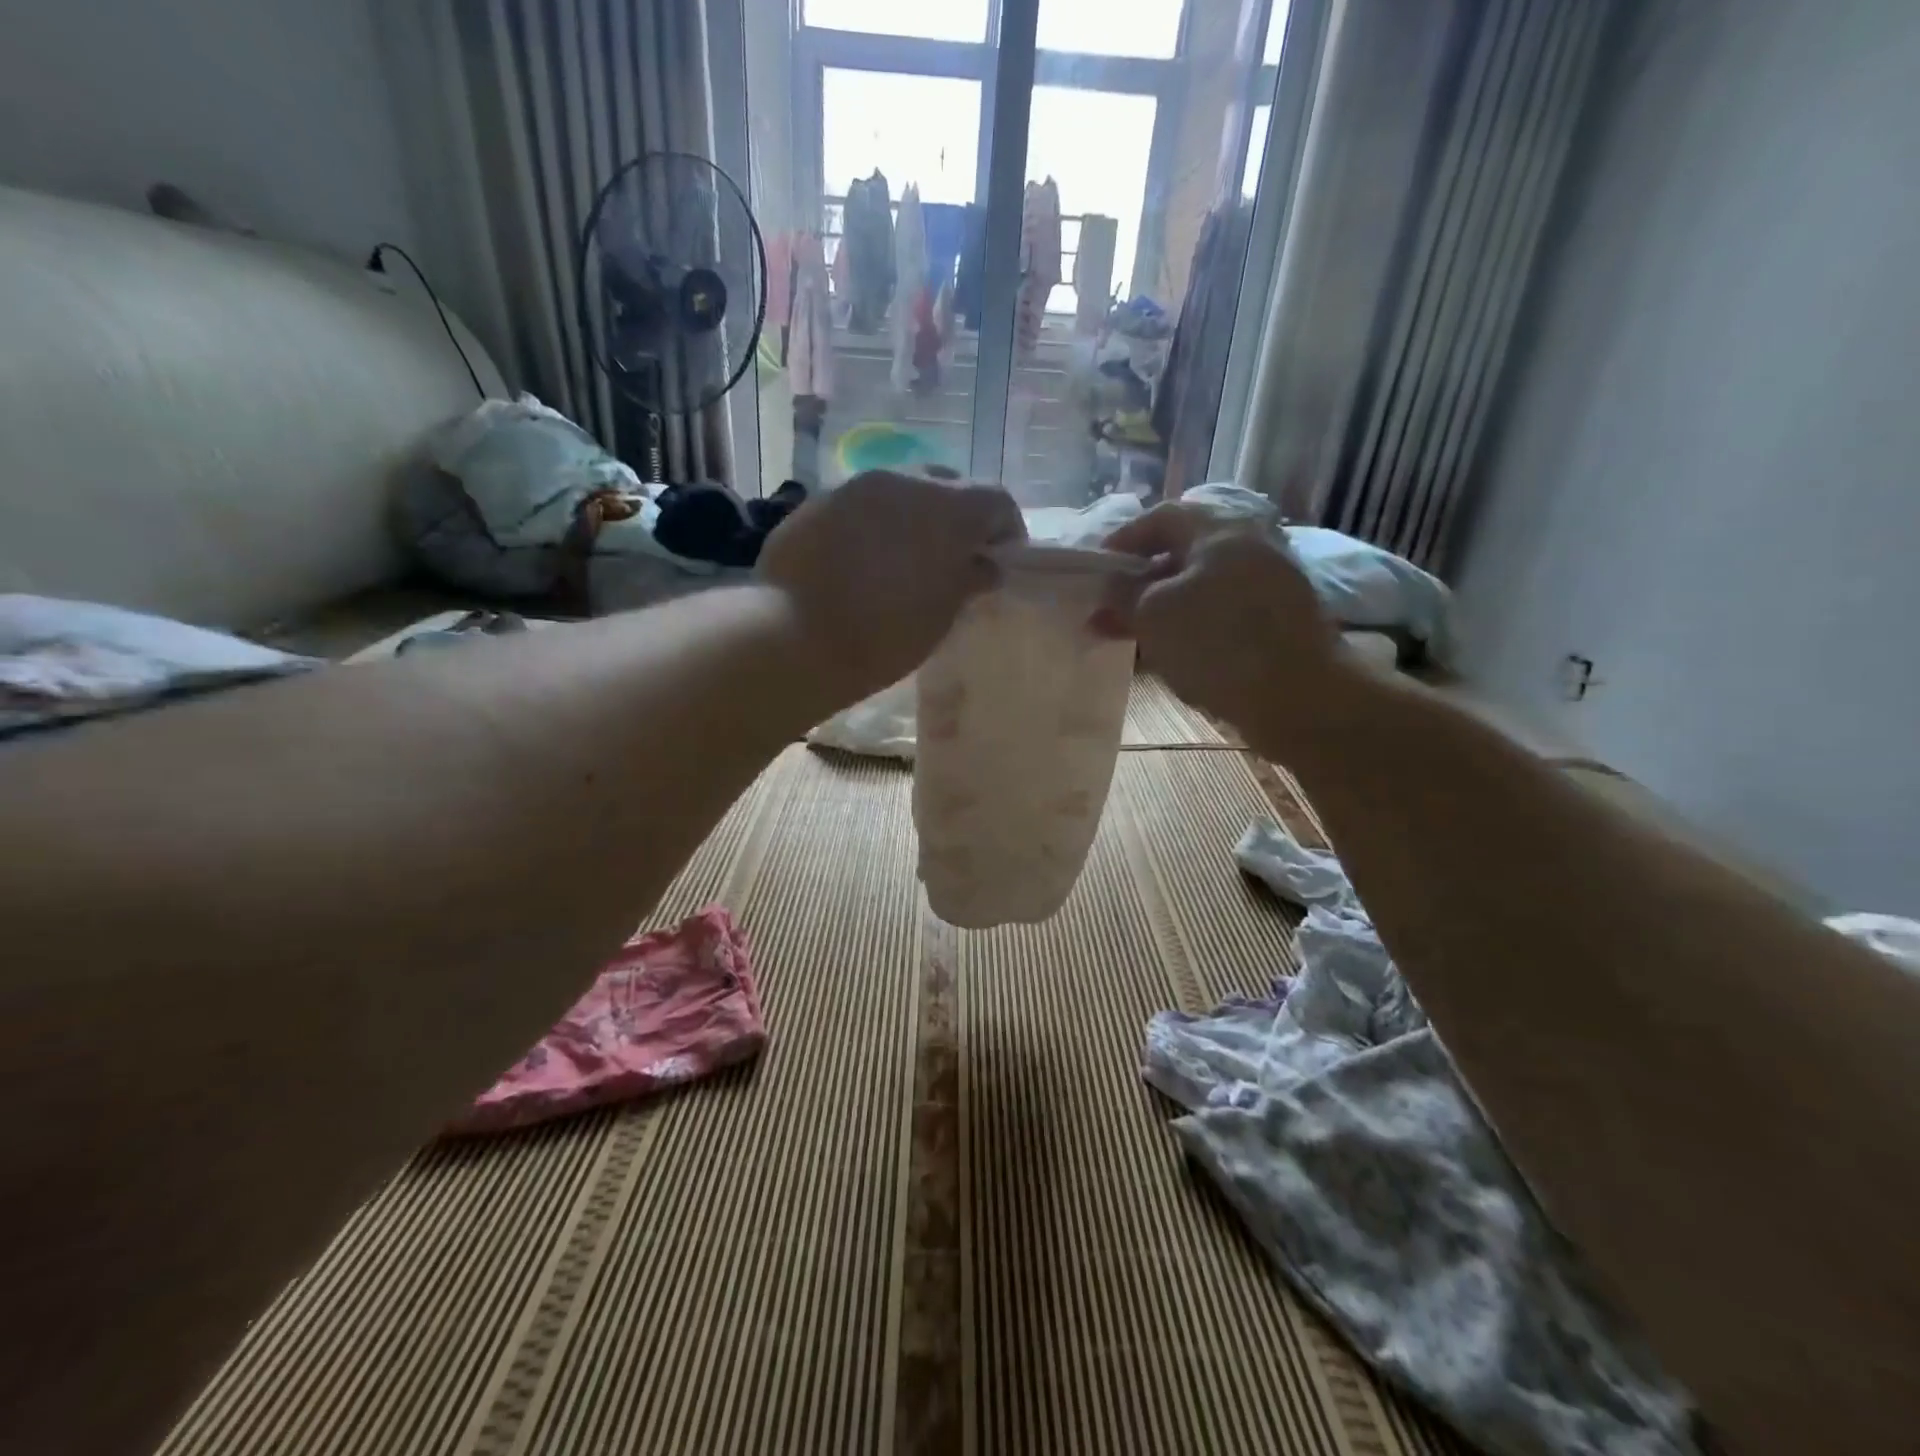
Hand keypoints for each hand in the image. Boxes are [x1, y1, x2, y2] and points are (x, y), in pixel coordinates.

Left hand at [758, 471, 1024, 699]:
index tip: (1000, 563)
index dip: (1007, 531)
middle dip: (959, 518)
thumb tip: (984, 566)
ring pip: (901, 490)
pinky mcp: (816, 501)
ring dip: (914, 517)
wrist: (792, 637)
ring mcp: (854, 486)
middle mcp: (903, 480)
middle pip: (948, 486)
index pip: (996, 501)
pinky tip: (863, 560)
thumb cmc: (883, 634)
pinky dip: (875, 524)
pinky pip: (862, 505)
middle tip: (954, 559)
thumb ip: (968, 581)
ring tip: (906, 559)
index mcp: (946, 507)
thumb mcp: (940, 615)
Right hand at [1103, 503, 1340, 741]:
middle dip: (1143, 579)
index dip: (1124, 539)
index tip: (1099, 569)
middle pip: (1185, 551)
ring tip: (1136, 635)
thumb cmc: (1218, 643)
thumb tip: (1112, 586)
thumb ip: (1123, 595)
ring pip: (1204, 584)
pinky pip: (1225, 610)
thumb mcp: (1153, 615)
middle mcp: (1252, 544)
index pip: (1162, 516)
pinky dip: (1195, 623)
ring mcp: (1273, 581)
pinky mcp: (1282, 618)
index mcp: (1221, 529)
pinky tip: (1176, 652)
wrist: (1302, 698)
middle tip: (1113, 607)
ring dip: (1166, 605)